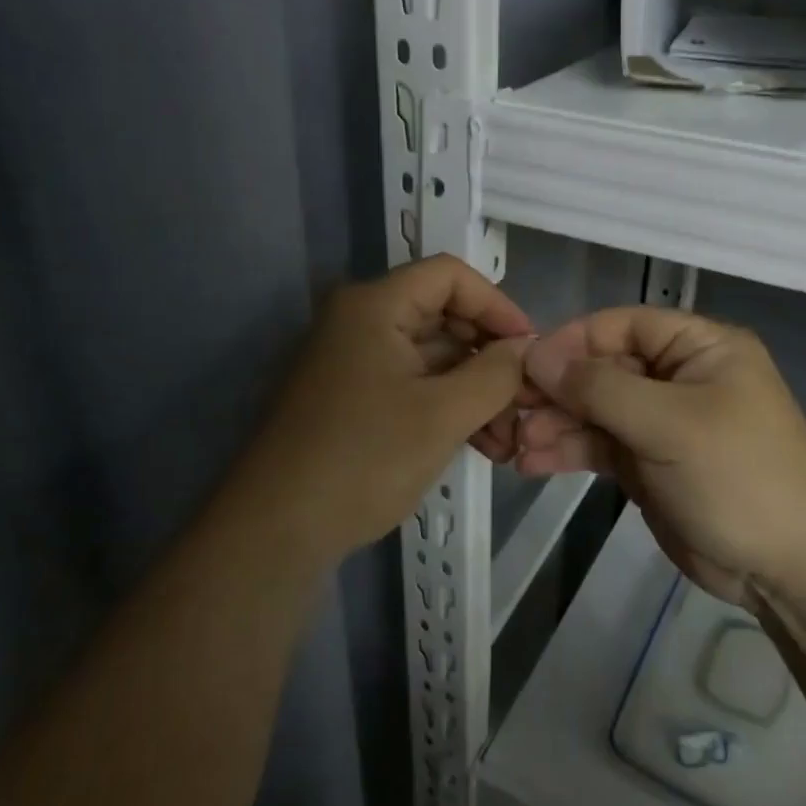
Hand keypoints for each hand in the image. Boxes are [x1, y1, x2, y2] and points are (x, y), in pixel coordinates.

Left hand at [236, 255, 533, 560]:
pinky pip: (413, 384)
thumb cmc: (363, 459)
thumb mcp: (443, 415)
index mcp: (374, 306)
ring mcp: (354, 361)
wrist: (275, 531)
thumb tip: (528, 348)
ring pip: (433, 357)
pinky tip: (484, 443)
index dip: (497, 304)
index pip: (450, 275)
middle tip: (528, 398)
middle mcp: (361, 321)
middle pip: (444, 315)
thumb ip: (496, 374)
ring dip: (476, 389)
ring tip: (512, 435)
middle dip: (491, 356)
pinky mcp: (353, 397)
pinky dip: (449, 406)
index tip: (529, 349)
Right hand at [516, 307, 805, 608]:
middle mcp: (678, 376)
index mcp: (698, 348)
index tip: (526, 366)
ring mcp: (661, 422)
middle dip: (557, 390)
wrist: (789, 569)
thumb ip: (600, 388)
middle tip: (509, 412)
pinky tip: (531, 462)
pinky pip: (600, 445)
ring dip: (555, 423)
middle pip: (603, 369)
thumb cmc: (739, 476)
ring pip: (595, 409)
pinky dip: (567, 450)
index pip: (622, 326)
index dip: (572, 341)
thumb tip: (537, 357)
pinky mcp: (648, 462)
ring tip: (513, 444)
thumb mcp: (670, 424)